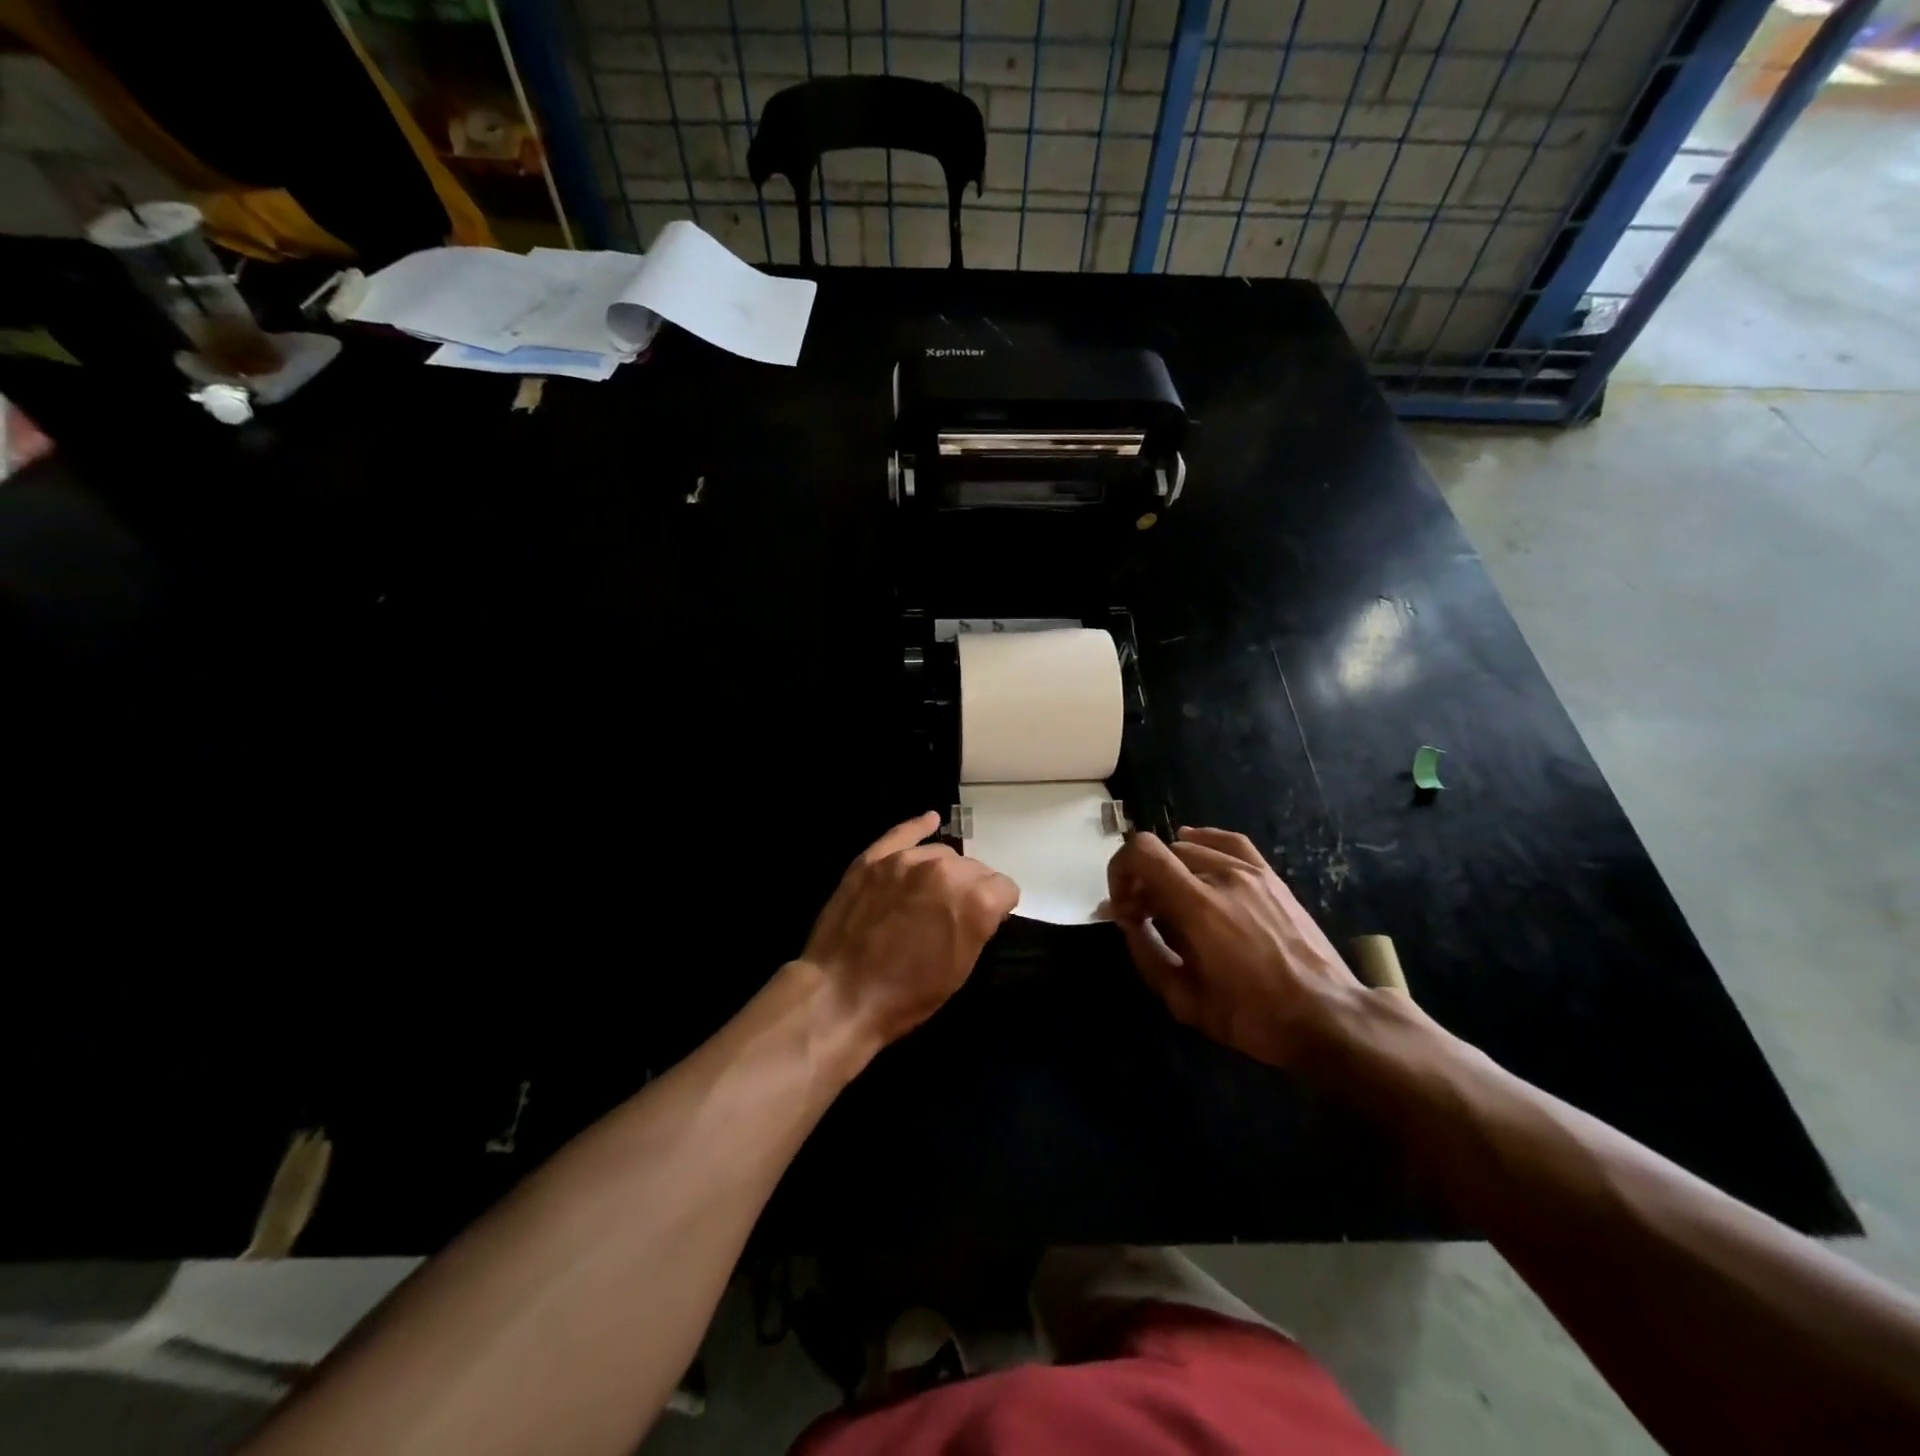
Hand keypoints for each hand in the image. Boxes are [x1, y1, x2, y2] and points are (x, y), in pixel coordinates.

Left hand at [798, 811, 1019, 1049]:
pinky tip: (930, 821)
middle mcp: (946, 869)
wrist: (841, 995)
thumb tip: (983, 908)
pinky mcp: (874, 858)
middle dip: (970, 888)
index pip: (1004, 888)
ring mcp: (907, 859)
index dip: (998, 907)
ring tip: (929, 895)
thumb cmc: (907, 995)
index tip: (987, 921)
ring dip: (943, 871)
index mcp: (975, 900)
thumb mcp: (960, 969)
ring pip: (941, 853)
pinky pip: (903, 832)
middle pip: (974, 868)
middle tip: (952, 915)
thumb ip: (978, 926)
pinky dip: (919, 827)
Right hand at [1105, 827, 1364, 1068]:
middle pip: (1163, 854)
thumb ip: (1146, 952)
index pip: (1142, 853)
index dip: (1119, 871)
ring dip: (1170, 871)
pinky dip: (1203, 841)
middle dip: (1143, 881)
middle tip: (1145, 917)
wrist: (1326, 1017)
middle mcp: (1222, 876)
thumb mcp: (1184, 999)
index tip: (1123, 907)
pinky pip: (1229, 842)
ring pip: (1191, 849)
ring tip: (1173, 902)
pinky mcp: (1271, 877)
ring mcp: (1250, 872)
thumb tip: (1126, 921)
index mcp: (1197, 906)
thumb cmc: (1252, 1016)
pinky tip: (1193, 850)